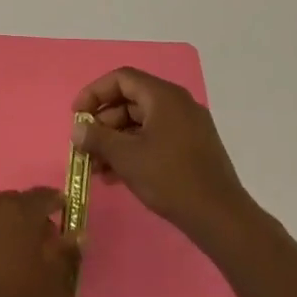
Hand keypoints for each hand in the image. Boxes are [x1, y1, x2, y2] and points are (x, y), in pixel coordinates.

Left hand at [0, 189, 78, 296]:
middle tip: (41, 250)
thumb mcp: (54, 286)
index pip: (44, 196)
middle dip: (29, 221)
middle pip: (15, 205)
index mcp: (17, 210)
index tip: (66, 221)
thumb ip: (66, 253)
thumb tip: (74, 234)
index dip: (57, 206)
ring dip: (4, 232)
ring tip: (13, 264)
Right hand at [73, 67, 255, 247]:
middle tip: (85, 146)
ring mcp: (188, 126)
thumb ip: (97, 138)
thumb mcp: (126, 157)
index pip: (121, 79)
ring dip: (115, 141)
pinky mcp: (192, 148)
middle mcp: (177, 104)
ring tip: (96, 167)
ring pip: (141, 123)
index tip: (76, 115)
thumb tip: (77, 129)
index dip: (94, 93)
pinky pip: (155, 138)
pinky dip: (133, 150)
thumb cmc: (170, 178)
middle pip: (130, 101)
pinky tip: (116, 176)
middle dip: (103, 123)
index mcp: (164, 96)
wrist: (220, 217)